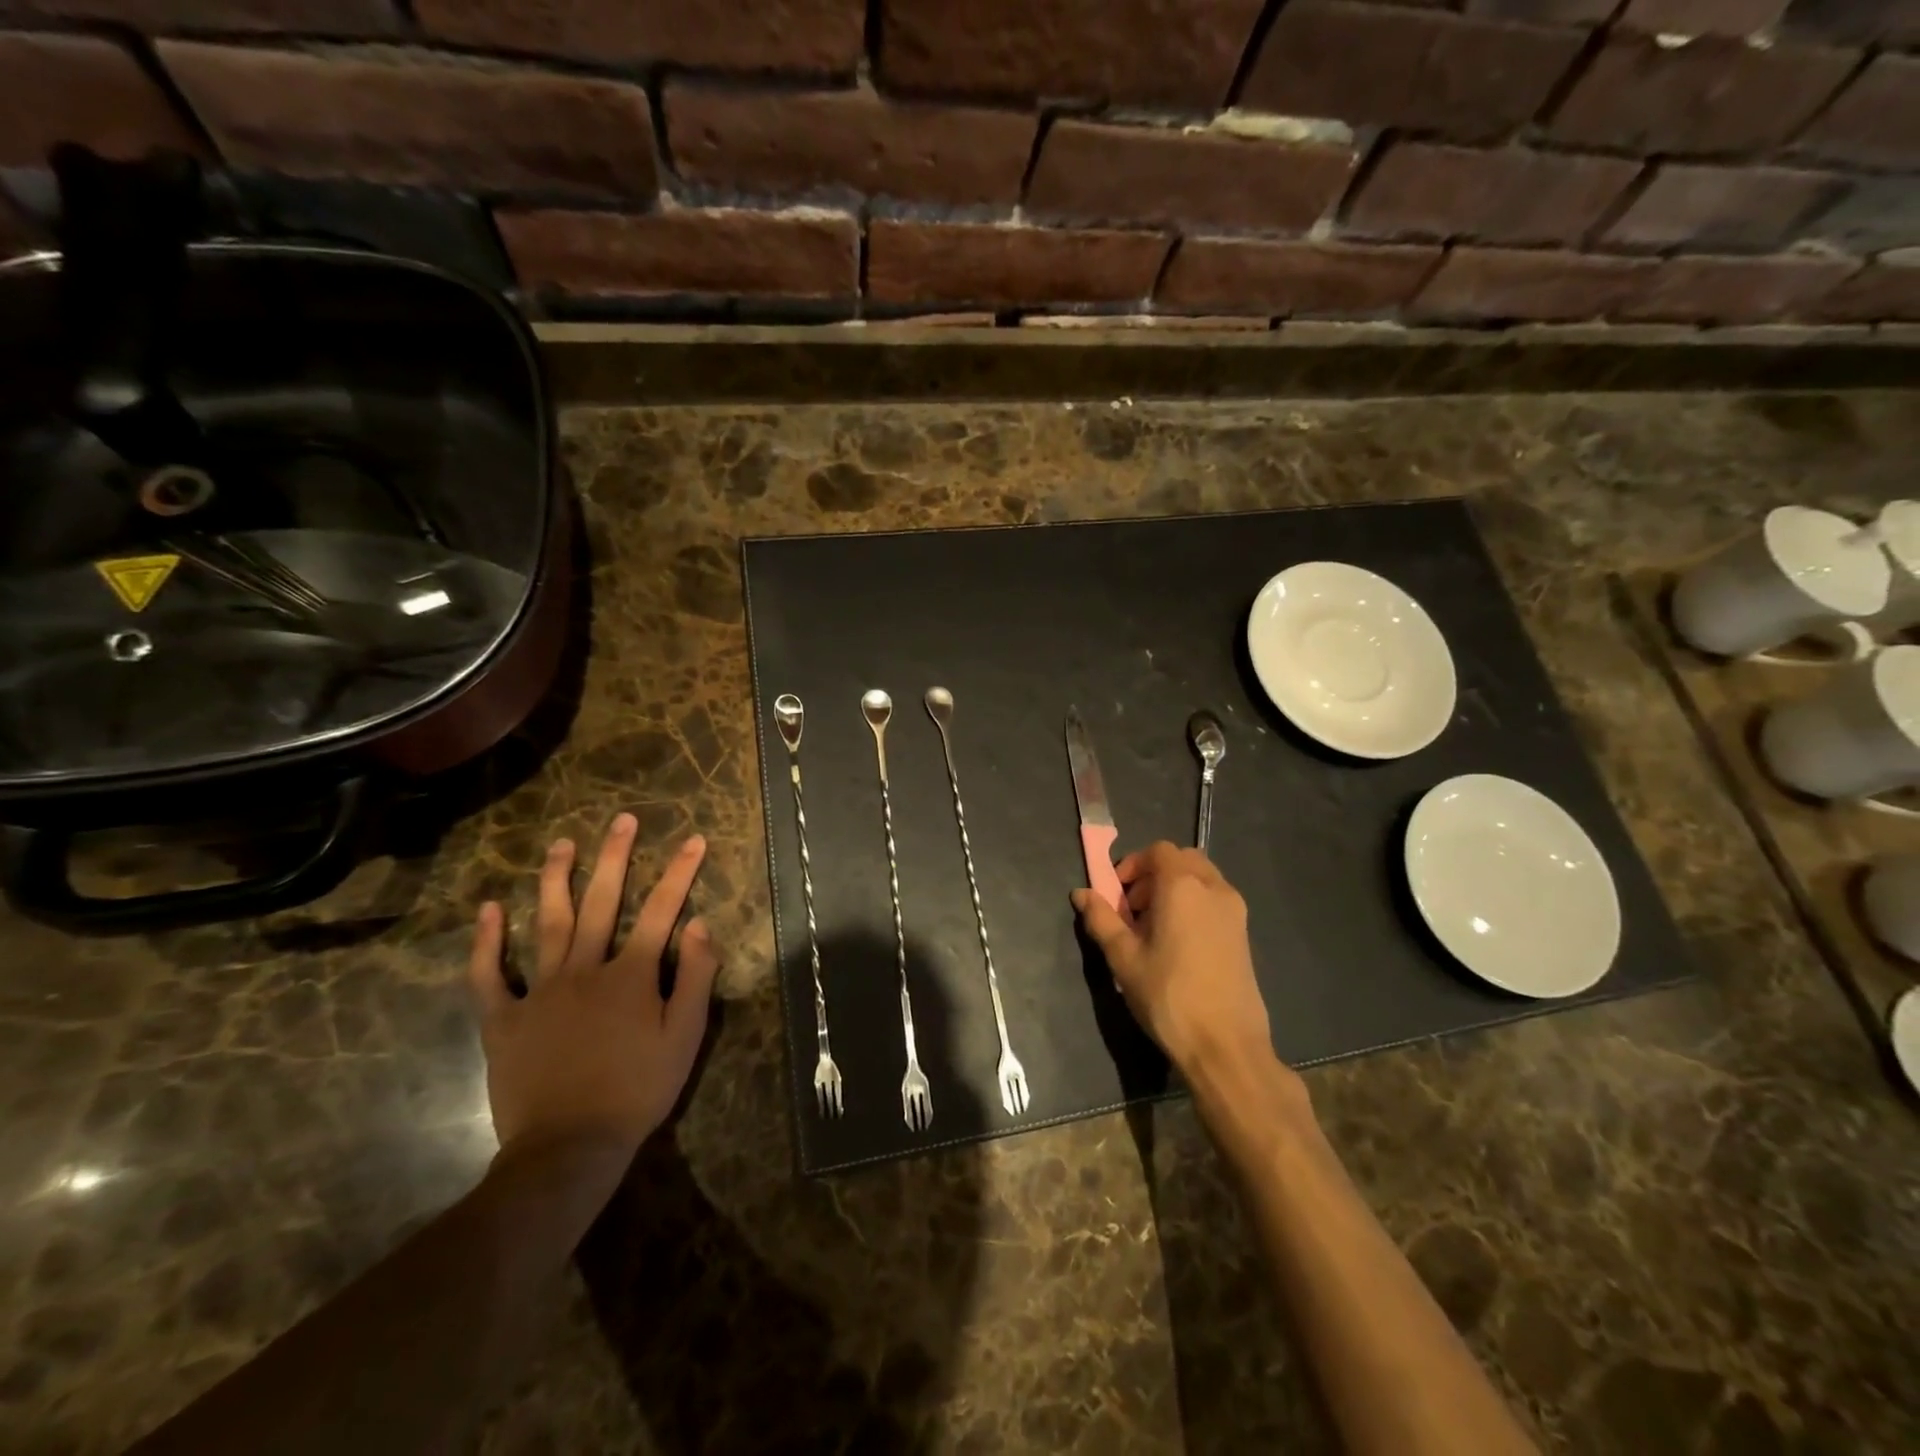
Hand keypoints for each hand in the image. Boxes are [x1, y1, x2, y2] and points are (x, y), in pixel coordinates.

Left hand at [467, 815, 719, 1161]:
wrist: (568, 1148)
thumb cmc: (637, 1090)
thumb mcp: (685, 1037)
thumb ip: (696, 977)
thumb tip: (701, 924)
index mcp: (631, 975)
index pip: (662, 911)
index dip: (681, 872)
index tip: (694, 839)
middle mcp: (585, 970)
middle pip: (601, 903)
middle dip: (615, 857)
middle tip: (622, 820)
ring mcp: (539, 992)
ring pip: (547, 924)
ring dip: (555, 880)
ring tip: (560, 844)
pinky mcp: (503, 1020)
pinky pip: (489, 976)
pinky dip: (487, 942)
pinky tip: (489, 909)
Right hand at [1073, 841, 1276, 1082]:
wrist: (1226, 1045)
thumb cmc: (1168, 996)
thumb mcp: (1123, 958)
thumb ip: (1101, 919)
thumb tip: (1081, 893)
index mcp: (1183, 886)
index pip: (1159, 851)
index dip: (1133, 864)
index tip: (1117, 894)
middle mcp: (1214, 888)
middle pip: (1183, 860)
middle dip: (1154, 875)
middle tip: (1133, 909)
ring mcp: (1235, 911)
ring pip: (1202, 879)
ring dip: (1175, 889)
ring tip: (1154, 928)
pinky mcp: (1244, 934)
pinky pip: (1215, 901)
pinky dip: (1194, 905)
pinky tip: (1178, 945)